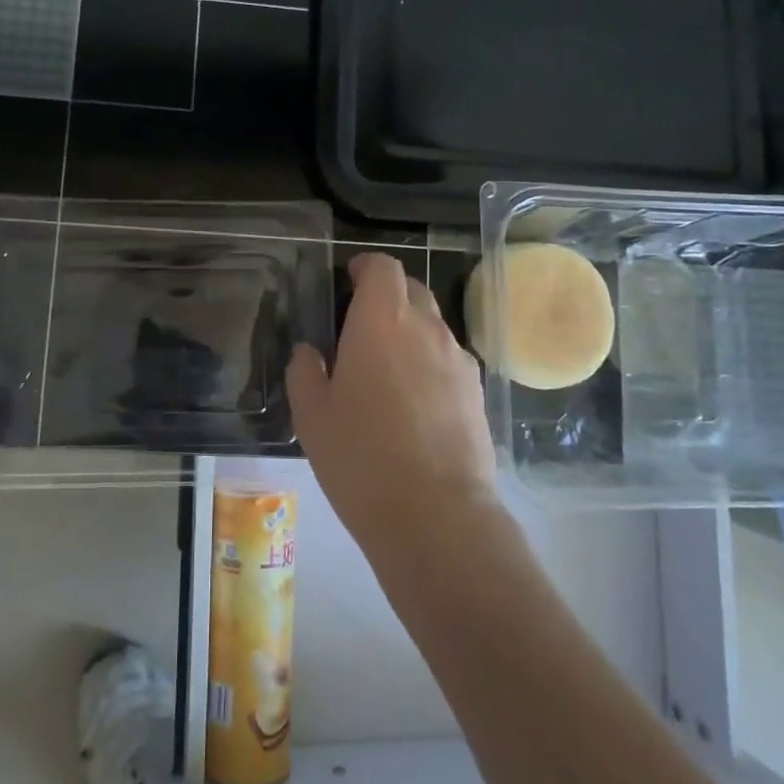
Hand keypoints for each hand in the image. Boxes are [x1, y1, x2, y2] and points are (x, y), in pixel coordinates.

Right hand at [287, 253, 498, 558]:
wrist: (436, 515)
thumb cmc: (361, 458)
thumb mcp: (311, 416)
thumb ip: (305, 372)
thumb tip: (310, 353)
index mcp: (382, 321)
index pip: (383, 267)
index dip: (365, 267)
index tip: (349, 281)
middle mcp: (427, 328)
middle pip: (412, 290)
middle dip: (387, 298)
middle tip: (360, 330)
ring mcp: (459, 360)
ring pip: (433, 327)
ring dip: (409, 333)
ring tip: (387, 373)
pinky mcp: (478, 392)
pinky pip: (449, 361)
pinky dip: (430, 365)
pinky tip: (415, 406)